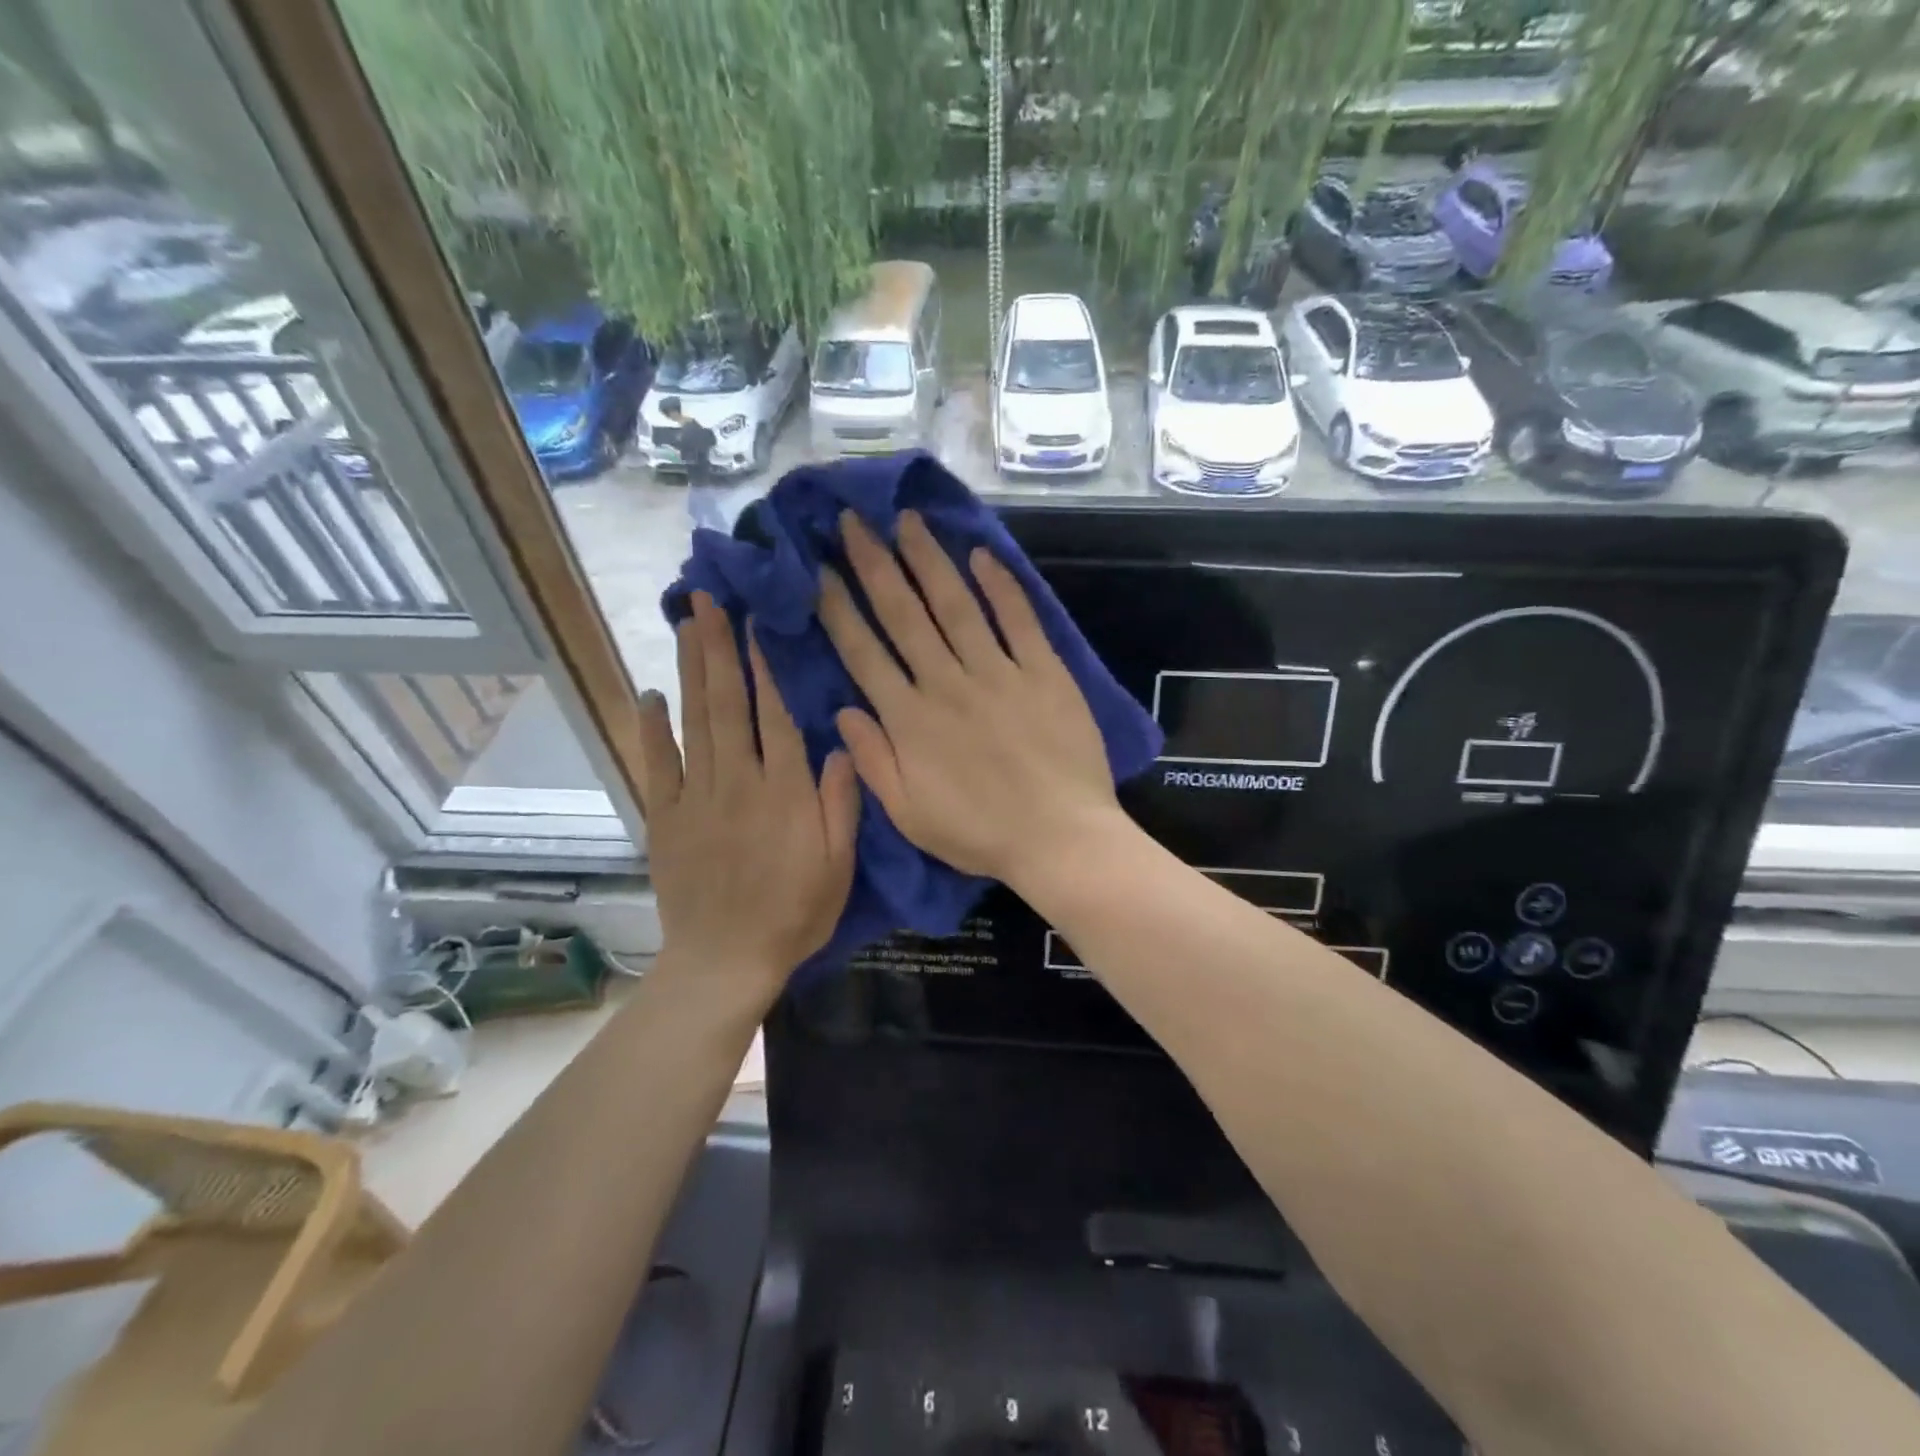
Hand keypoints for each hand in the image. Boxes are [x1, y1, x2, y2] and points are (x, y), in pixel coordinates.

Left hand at [636, 592, 859, 998]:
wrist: (726, 961)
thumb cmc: (795, 914)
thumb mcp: (839, 865)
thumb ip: (841, 803)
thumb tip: (840, 744)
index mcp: (785, 792)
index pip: (775, 716)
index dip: (766, 667)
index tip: (756, 624)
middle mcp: (738, 782)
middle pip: (727, 704)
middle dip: (718, 648)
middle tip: (706, 600)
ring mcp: (696, 797)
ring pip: (693, 722)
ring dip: (690, 670)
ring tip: (686, 625)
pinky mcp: (665, 817)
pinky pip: (656, 764)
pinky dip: (650, 727)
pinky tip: (649, 694)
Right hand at [819, 510, 1121, 886]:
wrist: (1061, 838)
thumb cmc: (981, 834)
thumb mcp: (909, 815)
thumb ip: (873, 761)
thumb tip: (843, 712)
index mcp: (910, 720)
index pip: (864, 652)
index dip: (838, 608)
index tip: (819, 570)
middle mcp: (947, 684)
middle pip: (904, 614)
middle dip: (874, 564)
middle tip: (853, 520)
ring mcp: (999, 673)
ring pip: (956, 605)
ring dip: (928, 560)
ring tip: (907, 521)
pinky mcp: (1044, 672)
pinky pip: (1018, 620)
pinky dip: (1001, 586)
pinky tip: (981, 555)